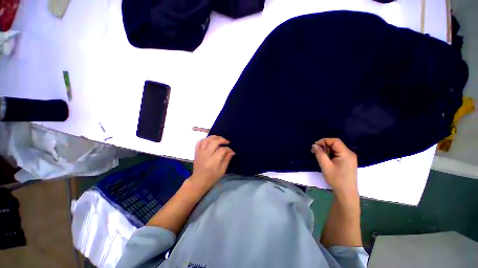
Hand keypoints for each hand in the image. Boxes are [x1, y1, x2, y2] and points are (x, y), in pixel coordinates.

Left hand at [188, 135, 235, 192]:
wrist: (198, 181)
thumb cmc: (212, 177)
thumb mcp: (222, 171)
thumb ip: (227, 160)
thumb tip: (232, 152)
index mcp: (213, 161)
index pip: (222, 150)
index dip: (228, 149)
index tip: (231, 151)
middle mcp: (206, 155)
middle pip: (214, 142)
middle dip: (222, 140)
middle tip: (227, 142)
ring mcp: (200, 153)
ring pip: (207, 140)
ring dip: (214, 137)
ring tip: (220, 138)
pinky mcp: (196, 152)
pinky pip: (199, 142)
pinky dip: (205, 139)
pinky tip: (210, 140)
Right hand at [311, 138, 357, 195]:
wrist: (346, 193)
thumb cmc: (336, 179)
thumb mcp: (325, 166)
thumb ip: (320, 154)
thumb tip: (314, 145)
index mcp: (346, 153)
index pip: (335, 141)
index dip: (324, 141)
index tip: (315, 147)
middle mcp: (350, 154)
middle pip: (336, 144)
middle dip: (324, 146)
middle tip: (315, 151)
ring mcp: (350, 158)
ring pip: (336, 149)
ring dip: (327, 150)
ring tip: (319, 155)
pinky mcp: (348, 162)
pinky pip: (338, 153)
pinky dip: (330, 154)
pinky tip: (326, 159)